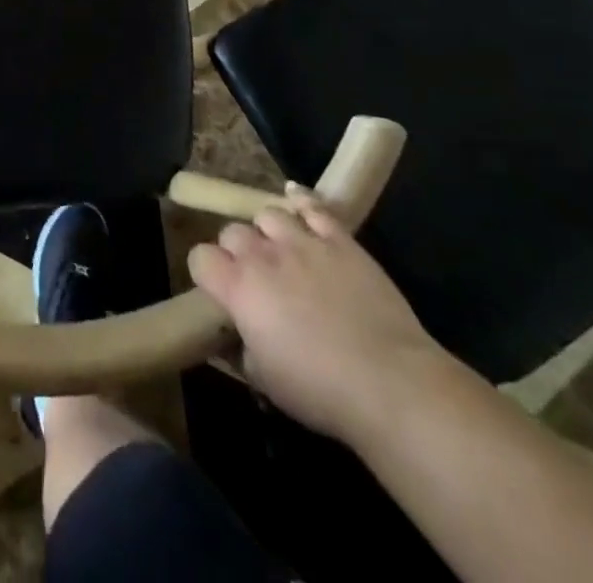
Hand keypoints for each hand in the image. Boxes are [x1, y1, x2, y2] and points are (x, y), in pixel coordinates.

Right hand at [188, 185, 451, 445]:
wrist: (391, 384)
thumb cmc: (321, 391)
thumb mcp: (265, 381)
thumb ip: (240, 350)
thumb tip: (234, 337)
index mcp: (238, 288)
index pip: (200, 257)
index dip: (207, 272)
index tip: (219, 291)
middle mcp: (263, 255)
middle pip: (232, 232)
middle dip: (237, 251)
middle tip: (255, 278)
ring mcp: (302, 241)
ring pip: (268, 213)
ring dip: (269, 232)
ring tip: (281, 251)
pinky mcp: (339, 239)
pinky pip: (312, 205)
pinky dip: (301, 201)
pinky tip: (297, 202)